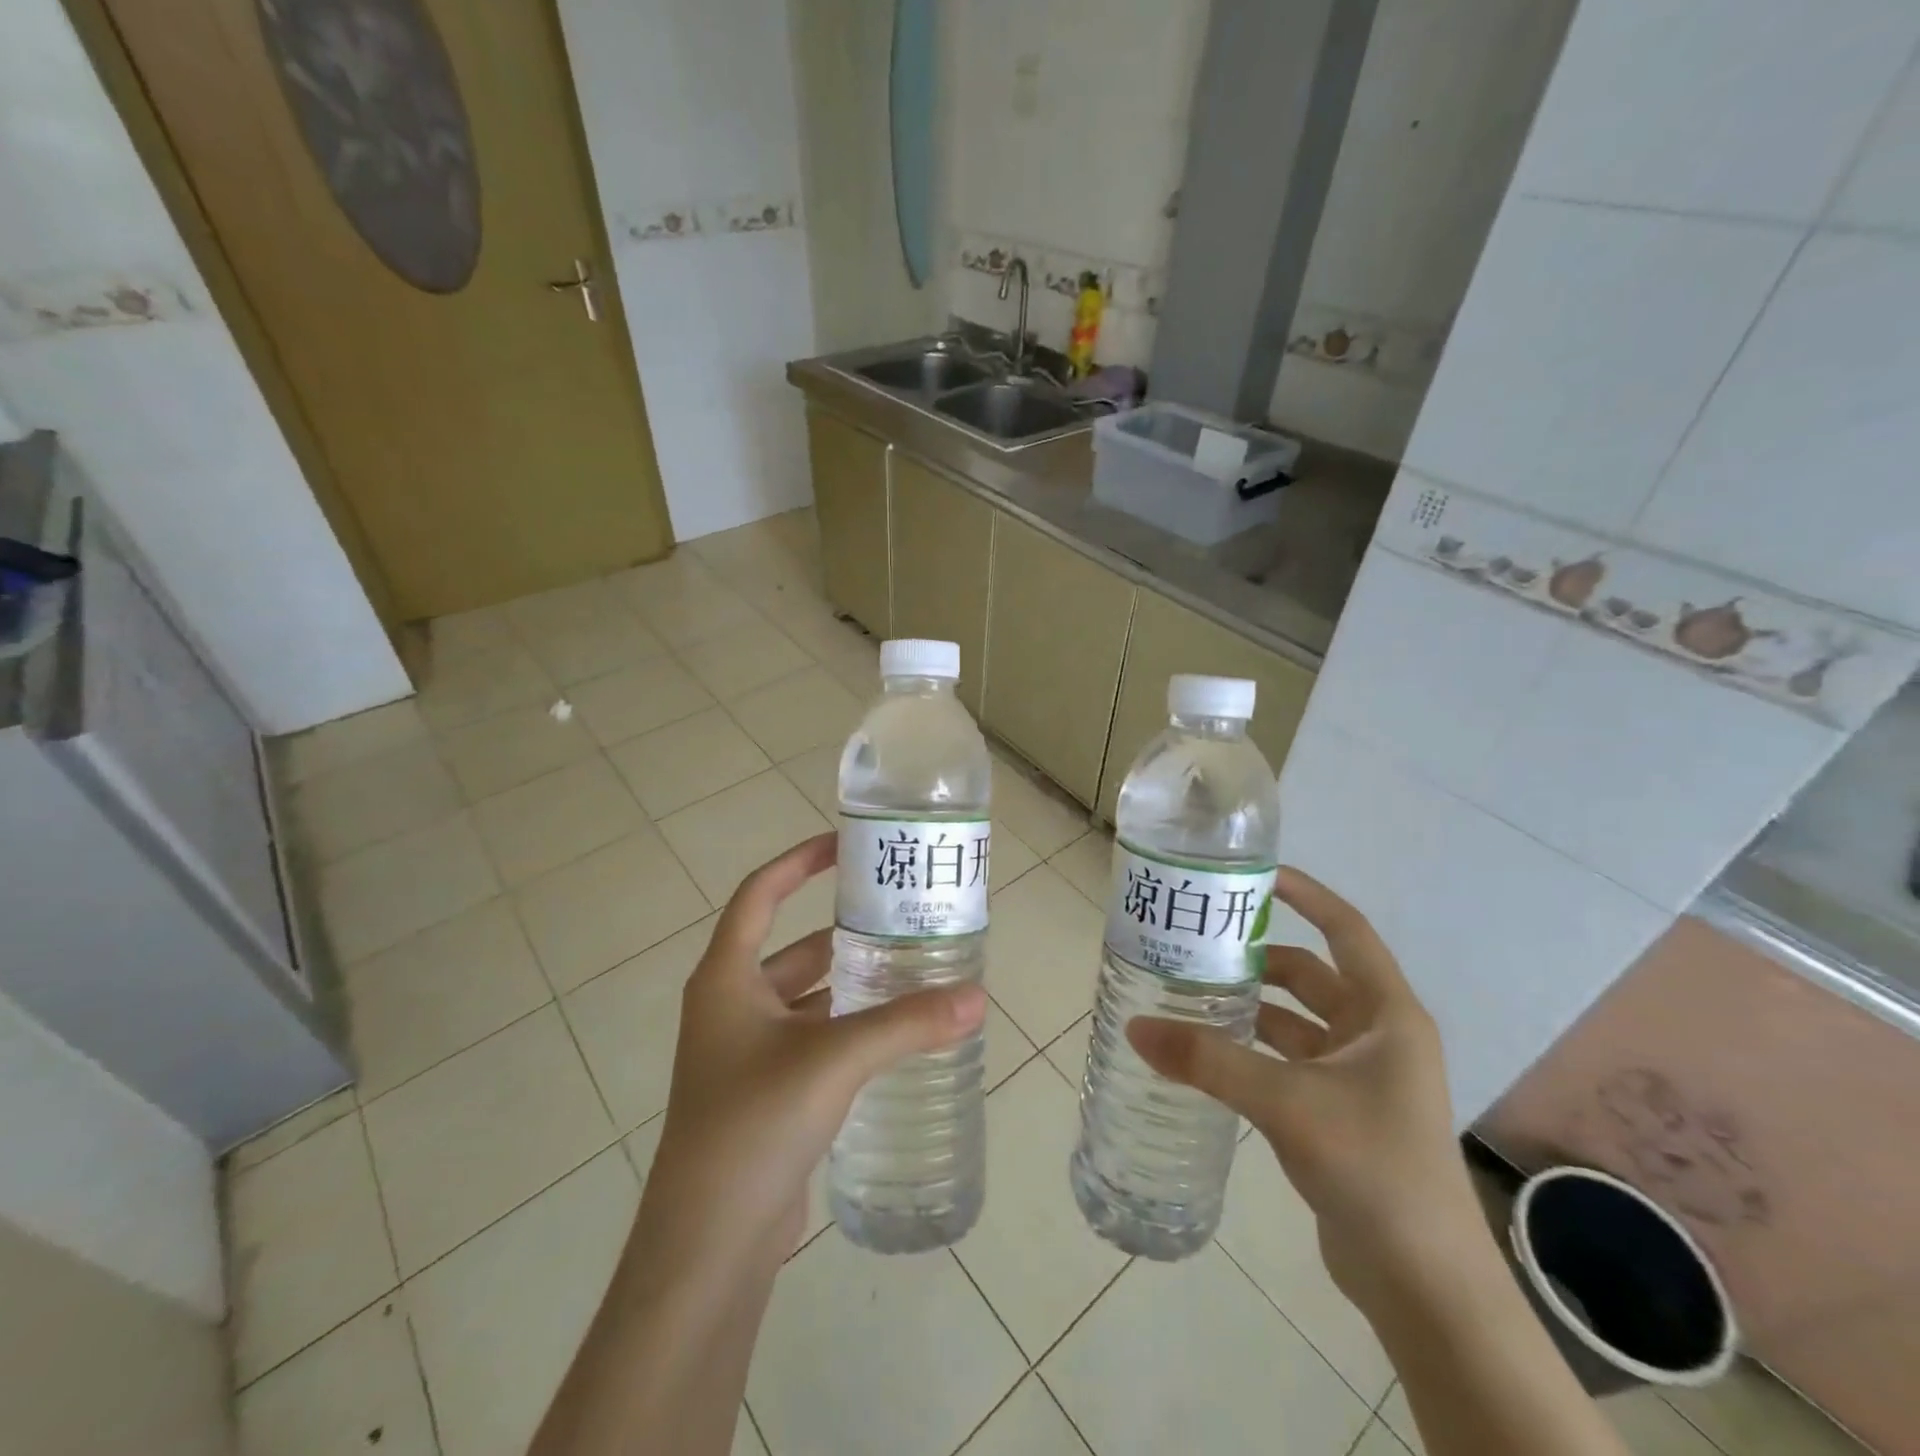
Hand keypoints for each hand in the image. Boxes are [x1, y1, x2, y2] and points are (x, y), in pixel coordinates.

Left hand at [635, 832, 988, 1274]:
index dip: (799, 862)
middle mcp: (730, 1005)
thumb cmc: (754, 1124)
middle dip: (844, 932)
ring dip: (850, 983)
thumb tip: (976, 998)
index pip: (761, 894)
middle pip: (793, 947)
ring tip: (909, 970)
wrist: (708, 1244)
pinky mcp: (765, 1092)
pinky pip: (811, 1038)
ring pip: (806, 997)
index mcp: (726, 978)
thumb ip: (906, 1024)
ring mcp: (745, 1052)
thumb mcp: (834, 1060)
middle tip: (901, 918)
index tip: (845, 845)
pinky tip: (892, 1034)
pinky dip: (846, 1027)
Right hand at [1128, 867, 1481, 1311]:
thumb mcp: (1286, 1103)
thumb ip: (1209, 1062)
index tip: (1253, 876)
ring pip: (1296, 1021)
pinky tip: (1210, 1054)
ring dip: (1251, 1006)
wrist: (1425, 1285)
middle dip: (1260, 957)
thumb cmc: (1373, 1167)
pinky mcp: (1340, 1112)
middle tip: (1200, 943)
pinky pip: (1289, 1060)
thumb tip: (1136, 1028)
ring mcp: (1360, 1077)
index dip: (1305, 895)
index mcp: (1387, 1014)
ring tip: (1191, 993)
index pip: (1346, 929)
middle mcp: (1378, 1036)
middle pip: (1312, 975)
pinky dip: (1252, 1049)